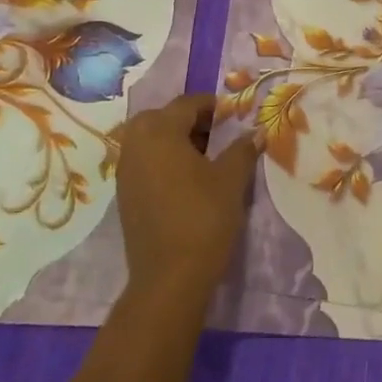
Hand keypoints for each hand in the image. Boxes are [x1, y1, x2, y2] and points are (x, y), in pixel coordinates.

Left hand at [116, 95, 258, 304]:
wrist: (170, 277)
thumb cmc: (203, 218)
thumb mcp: (231, 180)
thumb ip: (243, 149)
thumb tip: (257, 132)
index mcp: (160, 133)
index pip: (185, 104)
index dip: (211, 105)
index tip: (232, 114)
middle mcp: (136, 146)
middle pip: (158, 117)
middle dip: (185, 118)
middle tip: (213, 131)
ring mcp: (126, 172)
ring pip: (146, 139)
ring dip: (171, 138)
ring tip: (202, 155)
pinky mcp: (125, 195)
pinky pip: (142, 161)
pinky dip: (161, 159)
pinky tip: (186, 178)